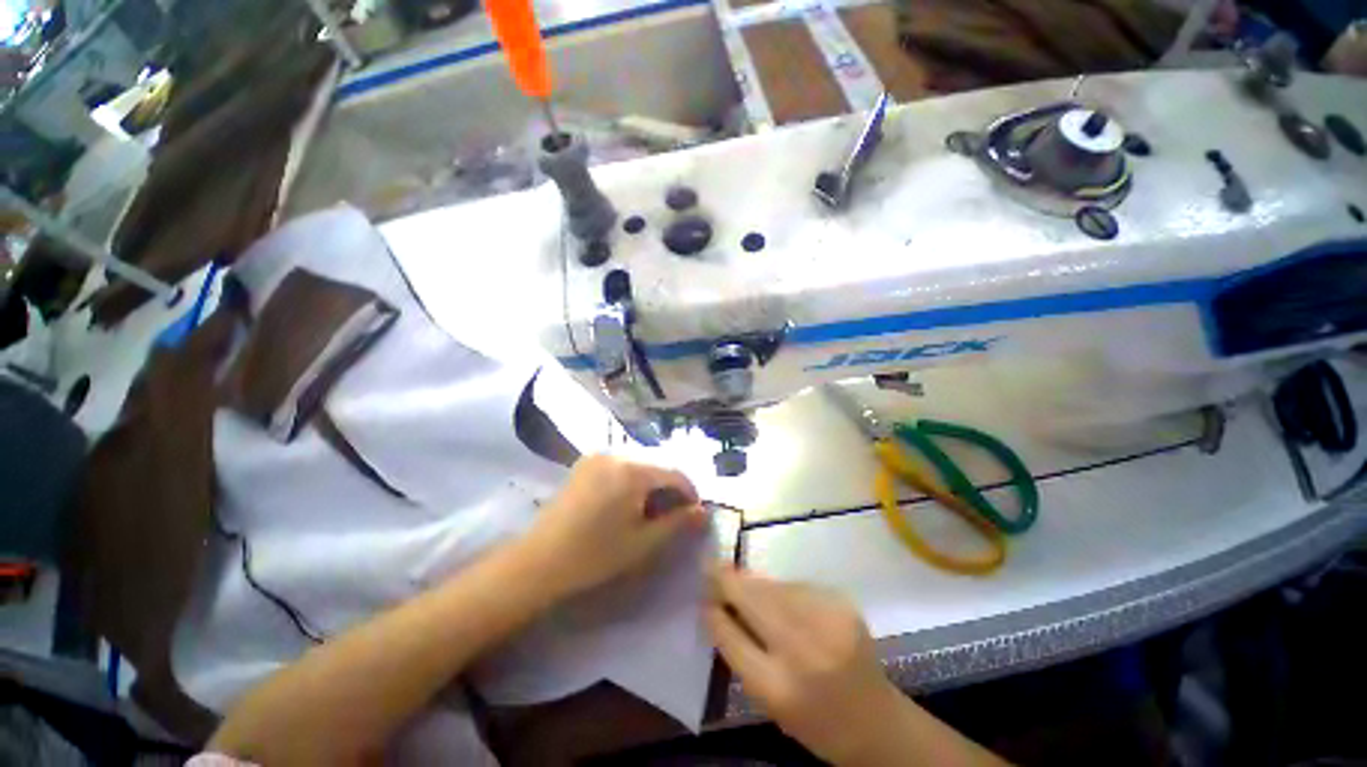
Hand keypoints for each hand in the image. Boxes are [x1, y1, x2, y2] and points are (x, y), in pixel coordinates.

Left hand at [522, 454, 706, 598]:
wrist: (539, 560)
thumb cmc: (595, 554)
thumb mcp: (643, 542)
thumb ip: (677, 523)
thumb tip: (703, 512)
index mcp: (633, 470)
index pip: (675, 471)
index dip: (690, 491)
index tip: (695, 512)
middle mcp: (617, 453)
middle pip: (658, 461)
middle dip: (672, 484)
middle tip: (675, 511)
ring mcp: (599, 454)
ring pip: (640, 460)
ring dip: (653, 479)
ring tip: (654, 506)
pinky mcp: (586, 461)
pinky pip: (622, 461)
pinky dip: (634, 475)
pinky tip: (630, 498)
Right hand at [706, 567, 899, 764]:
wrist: (876, 721)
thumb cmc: (813, 719)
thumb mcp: (768, 700)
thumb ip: (740, 651)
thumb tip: (716, 604)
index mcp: (778, 689)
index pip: (730, 635)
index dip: (712, 608)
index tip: (699, 587)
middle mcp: (803, 650)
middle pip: (752, 598)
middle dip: (727, 579)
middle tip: (710, 565)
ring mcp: (826, 619)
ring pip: (773, 585)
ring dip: (755, 583)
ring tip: (741, 581)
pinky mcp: (841, 601)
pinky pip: (795, 585)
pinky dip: (781, 589)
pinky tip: (780, 598)